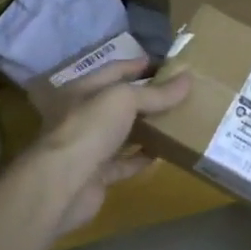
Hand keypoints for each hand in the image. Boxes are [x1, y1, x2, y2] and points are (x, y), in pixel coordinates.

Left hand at [34, 57, 189, 235]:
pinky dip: (141, 158)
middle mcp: (82, 116)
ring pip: (121, 133)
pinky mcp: (96, 175)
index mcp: (82, 90)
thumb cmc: (89, 128)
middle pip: (118, 102)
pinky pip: (123, 163)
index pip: (114, 70)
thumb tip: (188, 79)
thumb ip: (155, 92)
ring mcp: (88, 147)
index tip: (167, 64)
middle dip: (146, 98)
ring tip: (175, 121)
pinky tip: (162, 154)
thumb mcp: (124, 99)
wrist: (62, 184)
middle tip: (178, 93)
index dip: (139, 65)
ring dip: (145, 129)